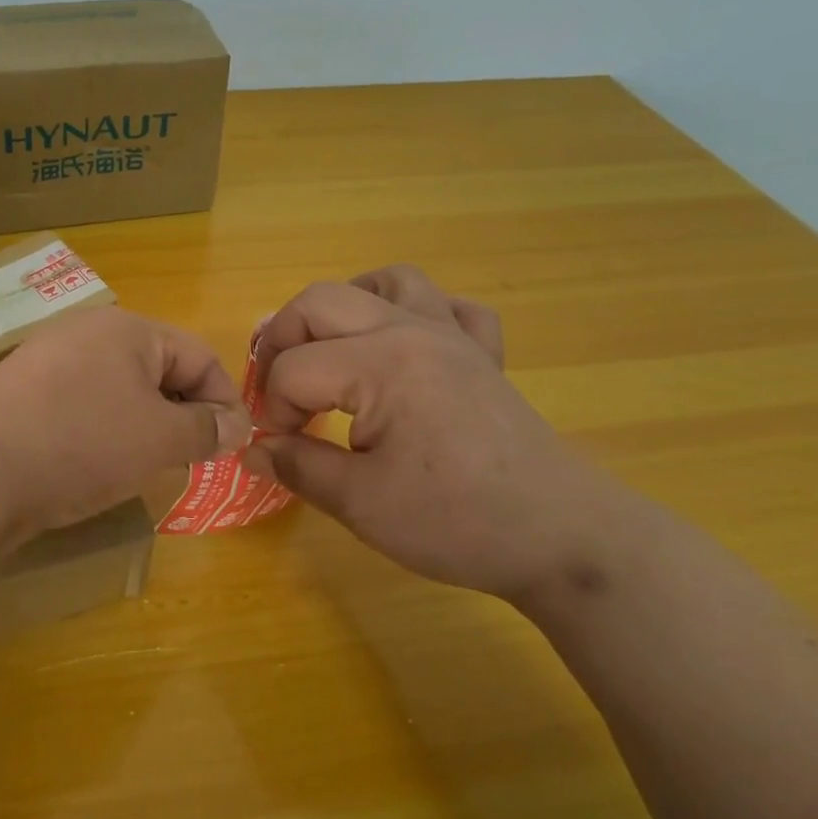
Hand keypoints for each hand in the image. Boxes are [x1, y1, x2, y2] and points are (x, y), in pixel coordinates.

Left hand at [0, 306, 249, 540]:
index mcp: (127, 329)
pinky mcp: (23, 399)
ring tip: (146, 468)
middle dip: (183, 416)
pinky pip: (82, 410)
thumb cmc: (80, 443)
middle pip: (158, 371)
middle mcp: (87, 336)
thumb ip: (205, 429)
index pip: (199, 355)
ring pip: (119, 394)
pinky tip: (97, 469)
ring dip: (144, 429)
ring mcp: (49, 366)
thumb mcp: (158, 438)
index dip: (225, 400)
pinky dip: (103, 436)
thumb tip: (237, 426)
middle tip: (191, 461)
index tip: (234, 448)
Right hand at [244, 266, 645, 601]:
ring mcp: (455, 335)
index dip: (272, 409)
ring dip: (346, 307)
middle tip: (279, 391)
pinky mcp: (484, 354)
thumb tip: (253, 448)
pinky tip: (406, 349)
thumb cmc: (457, 521)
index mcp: (380, 364)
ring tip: (332, 351)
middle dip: (282, 340)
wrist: (564, 537)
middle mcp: (412, 330)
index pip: (293, 369)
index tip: (279, 446)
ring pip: (387, 280)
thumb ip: (298, 466)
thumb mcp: (361, 503)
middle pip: (321, 301)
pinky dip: (417, 314)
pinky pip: (449, 306)